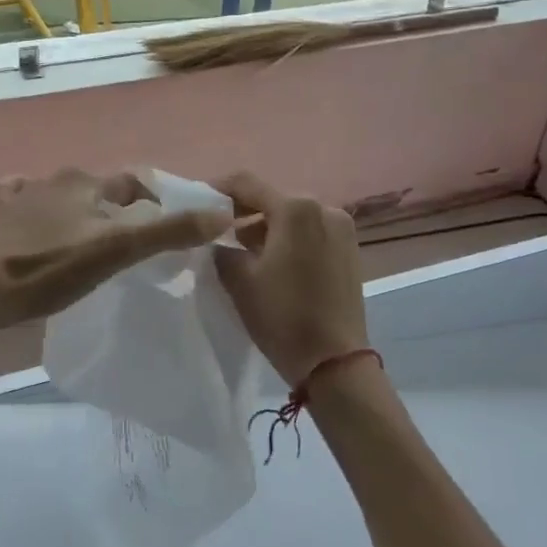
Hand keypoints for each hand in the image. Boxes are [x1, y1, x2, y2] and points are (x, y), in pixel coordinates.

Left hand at [0, 168, 229, 332]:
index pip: (133, 185)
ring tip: (86, 239)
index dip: (155, 204)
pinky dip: (27, 202)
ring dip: (76, 207)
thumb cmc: (54, 268)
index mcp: (86, 183)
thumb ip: (170, 232)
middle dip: (116, 209)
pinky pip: (16, 197)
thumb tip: (222, 213)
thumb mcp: (119, 251)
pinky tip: (30, 219)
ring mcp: (22, 196)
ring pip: (60, 192)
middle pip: (98, 191)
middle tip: (127, 243)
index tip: (165, 231)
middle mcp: (55, 179)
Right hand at [212, 171, 368, 386]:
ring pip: (292, 216)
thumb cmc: (282, 316)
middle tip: (216, 231)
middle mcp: (324, 208)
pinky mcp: (350, 249)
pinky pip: (310, 232)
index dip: (217, 189)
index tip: (197, 202)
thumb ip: (222, 248)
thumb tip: (220, 240)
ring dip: (266, 226)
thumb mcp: (239, 279)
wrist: (334, 362)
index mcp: (295, 208)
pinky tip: (271, 262)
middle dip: (243, 211)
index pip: (246, 184)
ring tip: (242, 250)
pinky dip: (288, 238)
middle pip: (272, 198)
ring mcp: (342, 228)